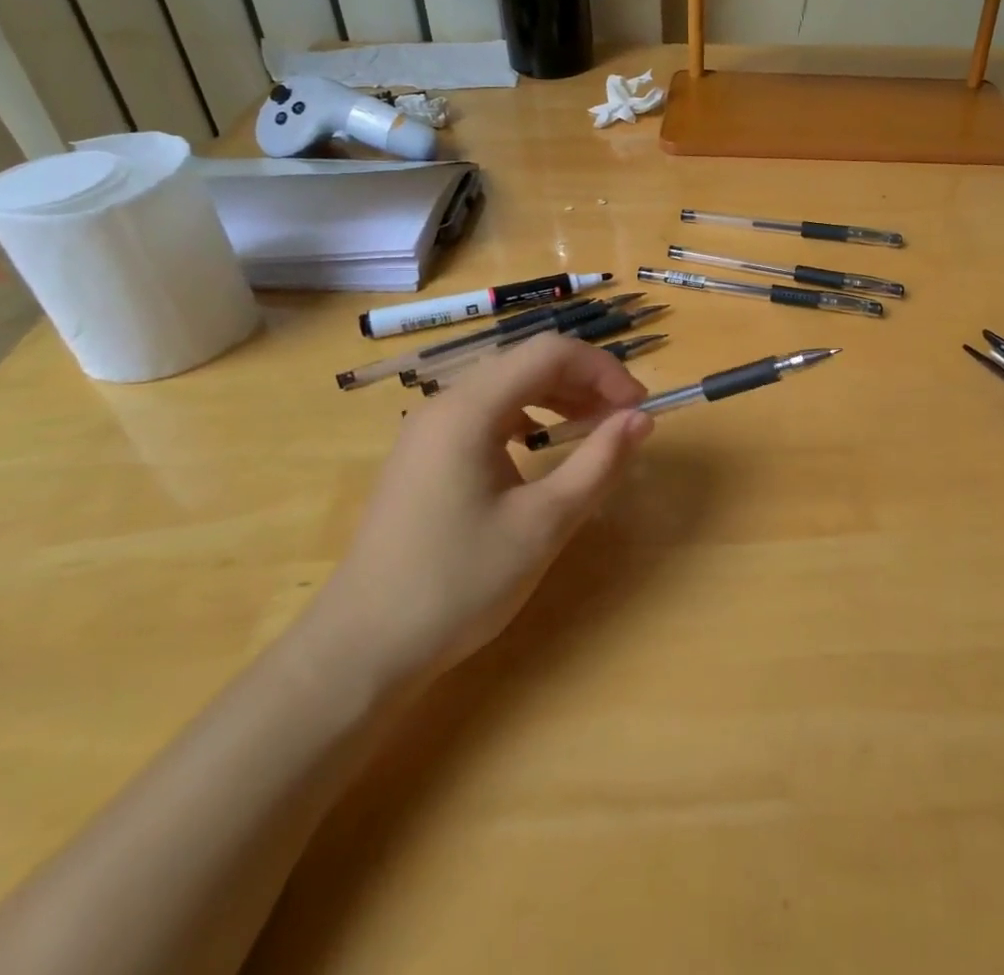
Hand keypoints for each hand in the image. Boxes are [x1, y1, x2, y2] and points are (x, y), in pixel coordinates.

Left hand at [313, 333, 651, 687]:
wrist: (361, 650)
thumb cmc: (458, 583)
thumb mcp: (544, 524)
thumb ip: (599, 463)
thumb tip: (642, 418)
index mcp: (470, 409)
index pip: (550, 352)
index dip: (604, 370)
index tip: (638, 407)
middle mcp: (445, 405)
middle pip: (527, 363)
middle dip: (584, 382)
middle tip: (622, 421)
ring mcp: (428, 430)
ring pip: (506, 387)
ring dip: (557, 398)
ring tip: (591, 431)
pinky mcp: (423, 456)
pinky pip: (485, 414)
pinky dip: (526, 418)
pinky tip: (539, 450)